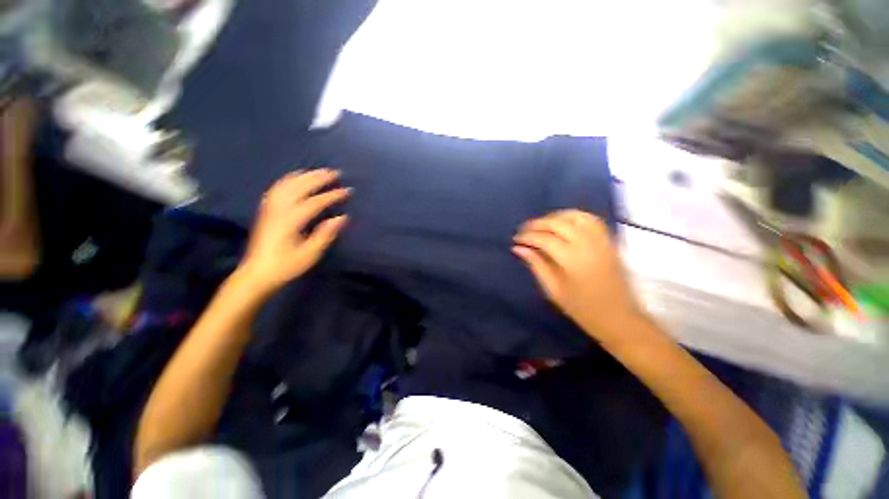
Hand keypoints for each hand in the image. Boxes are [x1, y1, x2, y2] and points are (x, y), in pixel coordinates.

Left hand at [237, 169, 349, 294]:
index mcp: (291, 221)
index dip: (332, 195)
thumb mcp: (310, 254)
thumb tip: (342, 218)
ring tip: (317, 172)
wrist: (257, 274)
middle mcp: (279, 210)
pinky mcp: (266, 211)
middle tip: (334, 172)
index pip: (315, 202)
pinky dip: (288, 180)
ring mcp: (270, 209)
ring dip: (303, 176)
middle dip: (318, 178)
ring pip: (286, 185)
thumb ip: (325, 234)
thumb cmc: (286, 266)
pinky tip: (295, 179)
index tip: (347, 191)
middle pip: (299, 187)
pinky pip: (276, 189)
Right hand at [513, 210, 643, 340]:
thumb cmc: (582, 309)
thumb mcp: (553, 290)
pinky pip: (590, 219)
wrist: (619, 318)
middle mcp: (587, 244)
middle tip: (524, 230)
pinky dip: (574, 216)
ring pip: (575, 216)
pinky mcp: (609, 241)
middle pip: (558, 223)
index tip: (516, 239)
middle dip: (537, 223)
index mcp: (572, 260)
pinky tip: (563, 223)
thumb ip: (536, 265)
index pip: (544, 239)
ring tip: (541, 225)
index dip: (527, 236)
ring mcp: (601, 240)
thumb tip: (518, 248)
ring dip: (555, 216)